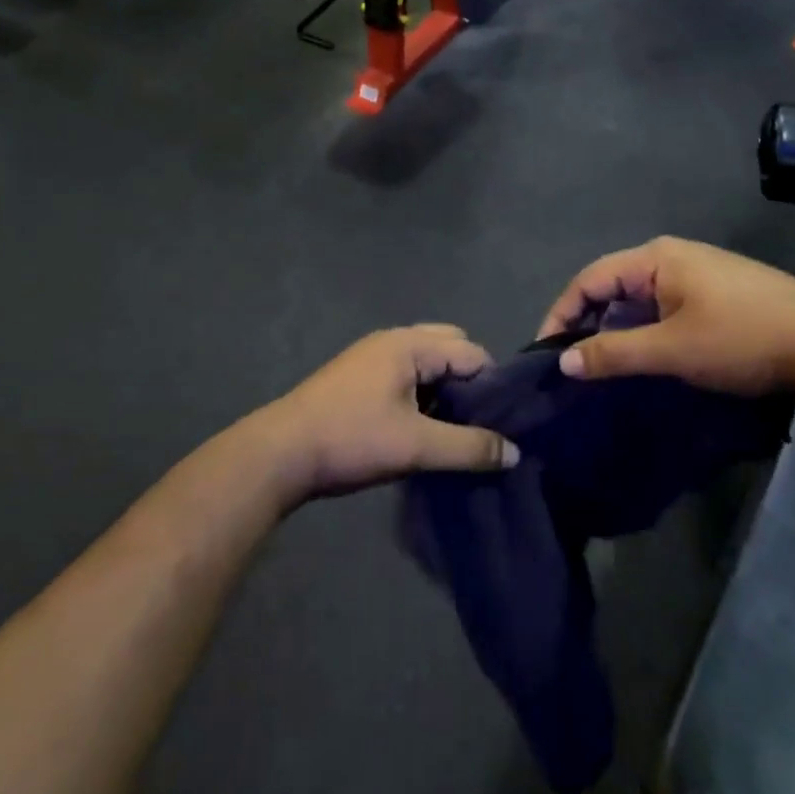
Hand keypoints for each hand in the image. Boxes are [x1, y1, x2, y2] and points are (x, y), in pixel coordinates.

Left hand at [250, 326, 517, 501]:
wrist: (280, 453)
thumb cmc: (351, 439)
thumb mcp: (416, 446)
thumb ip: (469, 448)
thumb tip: (514, 453)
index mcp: (410, 344)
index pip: (471, 352)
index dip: (491, 385)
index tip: (501, 423)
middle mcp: (393, 340)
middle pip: (450, 348)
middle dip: (468, 382)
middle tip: (474, 422)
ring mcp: (371, 356)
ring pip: (426, 363)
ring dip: (443, 390)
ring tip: (451, 430)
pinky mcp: (357, 377)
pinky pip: (405, 375)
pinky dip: (421, 394)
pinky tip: (420, 428)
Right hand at [536, 236, 794, 399]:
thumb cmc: (743, 338)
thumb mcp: (672, 350)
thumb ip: (613, 353)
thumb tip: (563, 361)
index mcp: (656, 258)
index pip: (590, 279)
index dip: (562, 314)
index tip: (545, 353)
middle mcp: (673, 257)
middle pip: (612, 286)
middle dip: (588, 323)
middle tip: (572, 365)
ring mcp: (699, 274)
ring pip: (640, 300)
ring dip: (618, 331)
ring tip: (603, 367)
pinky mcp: (718, 294)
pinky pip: (664, 308)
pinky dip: (646, 331)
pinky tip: (647, 359)